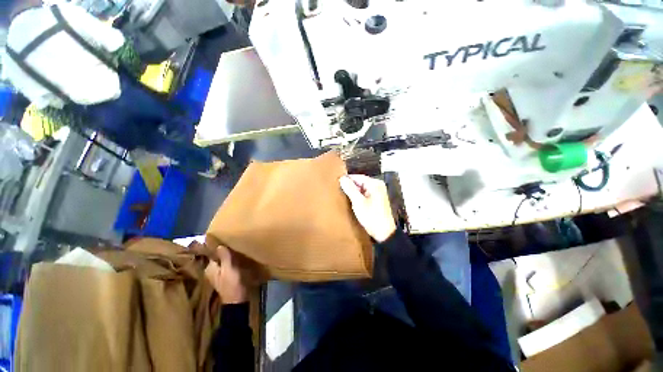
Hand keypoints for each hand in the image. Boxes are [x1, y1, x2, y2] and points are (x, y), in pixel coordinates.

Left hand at [205, 245, 247, 303]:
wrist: (237, 300)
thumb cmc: (232, 285)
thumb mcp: (229, 270)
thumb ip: (224, 258)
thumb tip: (219, 245)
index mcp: (210, 268)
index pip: (213, 254)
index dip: (220, 247)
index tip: (228, 240)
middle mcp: (212, 270)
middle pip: (219, 257)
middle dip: (225, 251)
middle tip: (235, 243)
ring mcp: (219, 274)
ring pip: (224, 261)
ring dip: (229, 256)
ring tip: (238, 248)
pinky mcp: (226, 276)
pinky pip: (228, 265)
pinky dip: (232, 261)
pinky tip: (239, 258)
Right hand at [339, 174, 395, 242]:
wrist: (384, 233)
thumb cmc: (371, 216)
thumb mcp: (358, 202)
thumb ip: (350, 189)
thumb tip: (342, 178)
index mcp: (375, 184)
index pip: (358, 177)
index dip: (347, 179)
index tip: (336, 182)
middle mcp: (378, 185)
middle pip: (360, 182)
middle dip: (350, 186)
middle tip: (338, 189)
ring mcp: (378, 192)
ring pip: (362, 188)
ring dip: (353, 191)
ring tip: (343, 195)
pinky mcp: (377, 199)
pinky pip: (365, 193)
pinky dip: (358, 196)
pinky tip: (351, 200)